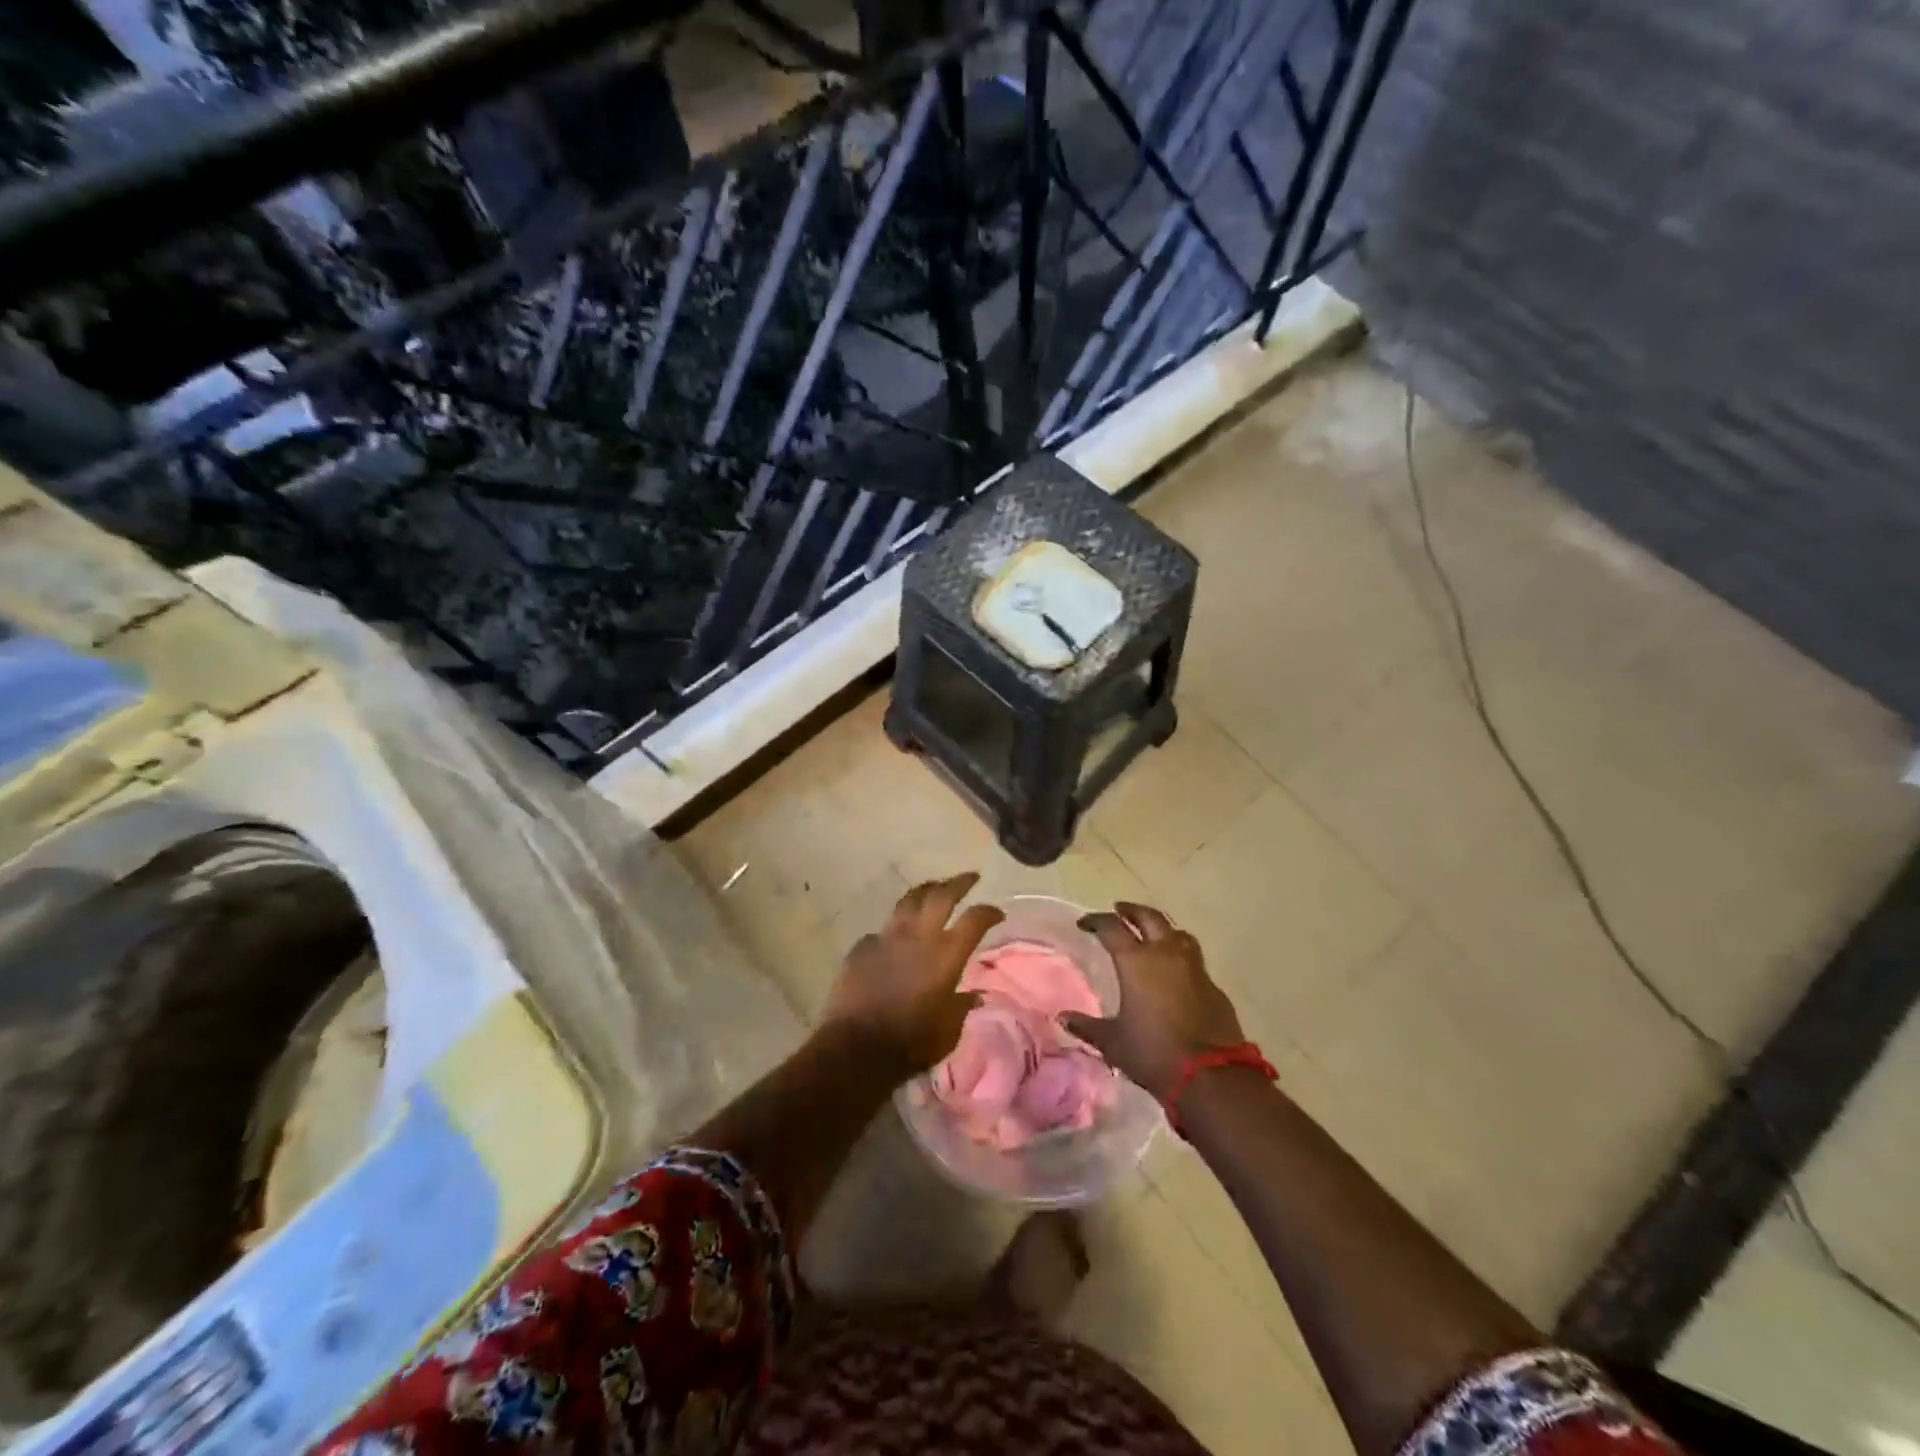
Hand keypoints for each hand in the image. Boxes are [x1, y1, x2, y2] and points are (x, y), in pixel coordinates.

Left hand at [823, 873, 1003, 1077]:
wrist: (857, 1047)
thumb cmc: (911, 1043)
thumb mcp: (948, 1031)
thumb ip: (961, 1007)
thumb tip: (974, 996)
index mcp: (947, 954)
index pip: (975, 919)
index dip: (989, 912)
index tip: (997, 912)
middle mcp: (919, 936)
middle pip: (942, 895)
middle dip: (959, 883)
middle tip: (970, 878)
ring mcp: (887, 937)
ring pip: (909, 900)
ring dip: (925, 891)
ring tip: (933, 888)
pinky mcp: (862, 946)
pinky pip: (882, 929)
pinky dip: (894, 928)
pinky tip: (895, 936)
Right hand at [1062, 903, 1245, 1101]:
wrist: (1211, 1076)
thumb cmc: (1153, 1053)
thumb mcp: (1113, 1042)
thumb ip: (1087, 1026)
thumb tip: (1063, 1017)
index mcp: (1136, 961)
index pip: (1111, 927)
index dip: (1096, 921)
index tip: (1084, 923)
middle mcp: (1166, 954)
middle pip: (1149, 918)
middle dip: (1132, 911)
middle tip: (1120, 910)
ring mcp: (1194, 967)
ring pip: (1177, 933)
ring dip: (1161, 928)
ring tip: (1152, 934)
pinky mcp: (1213, 986)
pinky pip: (1193, 959)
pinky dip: (1180, 956)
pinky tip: (1175, 971)